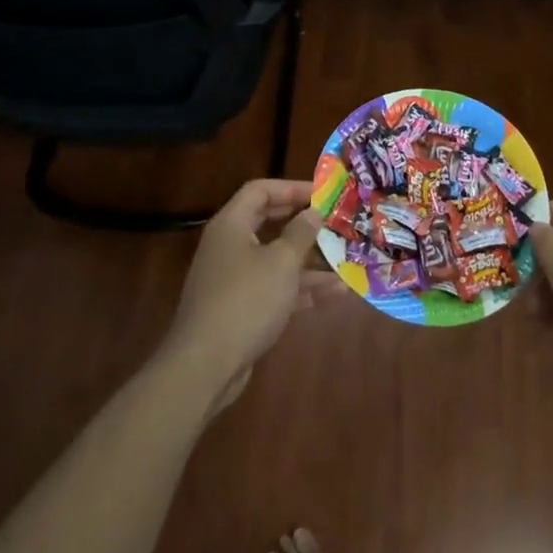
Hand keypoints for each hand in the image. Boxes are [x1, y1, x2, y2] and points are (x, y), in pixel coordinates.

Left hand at [158, 179, 329, 407]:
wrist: (206, 365)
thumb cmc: (246, 300)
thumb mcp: (281, 262)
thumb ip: (300, 233)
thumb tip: (312, 212)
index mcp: (232, 224)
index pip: (260, 190)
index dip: (292, 188)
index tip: (323, 194)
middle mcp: (230, 246)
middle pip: (270, 224)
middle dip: (305, 225)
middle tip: (337, 223)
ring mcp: (234, 279)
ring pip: (276, 259)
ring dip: (310, 261)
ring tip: (347, 260)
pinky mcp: (242, 308)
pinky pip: (275, 288)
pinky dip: (302, 288)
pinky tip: (336, 292)